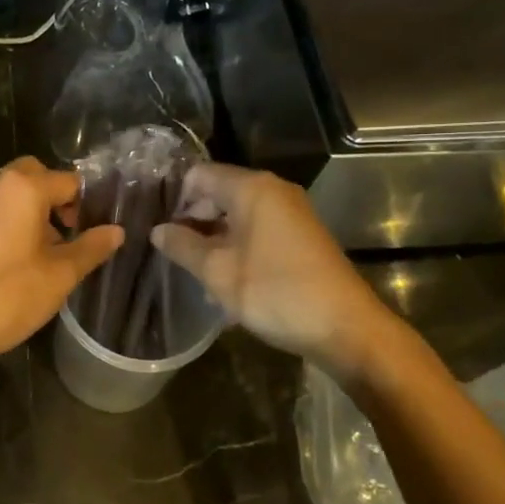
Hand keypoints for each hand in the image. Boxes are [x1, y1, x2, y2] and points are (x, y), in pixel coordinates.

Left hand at [0, 157, 123, 377]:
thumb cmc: (8, 295)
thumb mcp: (60, 275)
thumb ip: (90, 248)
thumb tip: (116, 231)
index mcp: (23, 187)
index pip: (68, 181)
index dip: (87, 203)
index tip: (95, 230)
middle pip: (34, 176)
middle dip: (56, 197)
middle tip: (70, 231)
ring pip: (10, 193)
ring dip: (32, 210)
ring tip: (47, 250)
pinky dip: (9, 222)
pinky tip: (17, 260)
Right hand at [151, 164, 388, 370]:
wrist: (346, 328)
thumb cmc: (276, 293)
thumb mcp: (218, 272)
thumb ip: (183, 247)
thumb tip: (157, 230)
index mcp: (252, 188)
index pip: (199, 175)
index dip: (175, 198)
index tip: (158, 227)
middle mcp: (273, 191)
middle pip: (219, 191)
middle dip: (193, 218)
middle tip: (171, 250)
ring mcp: (291, 213)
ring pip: (238, 213)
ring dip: (214, 236)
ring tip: (193, 267)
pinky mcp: (301, 235)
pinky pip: (257, 229)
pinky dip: (237, 244)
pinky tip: (225, 276)